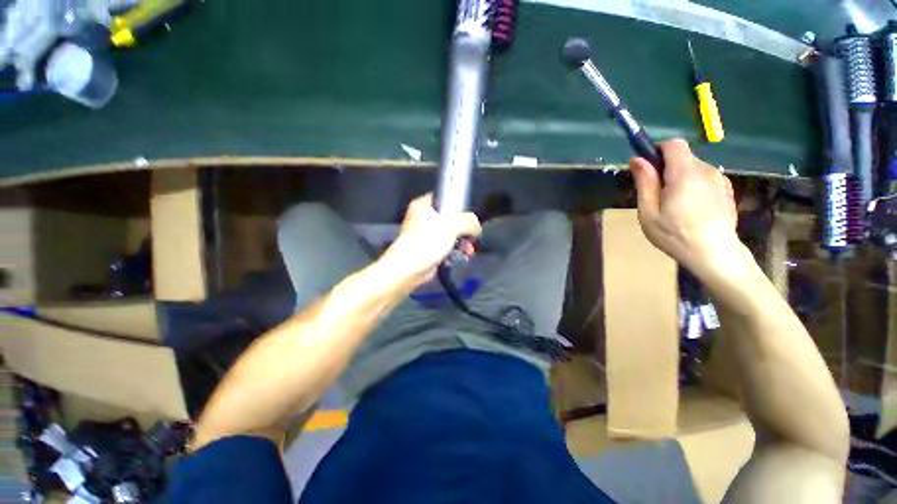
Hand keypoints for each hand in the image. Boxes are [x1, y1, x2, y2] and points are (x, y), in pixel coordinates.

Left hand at [379, 194, 481, 285]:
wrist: (409, 268)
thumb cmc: (428, 241)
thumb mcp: (452, 225)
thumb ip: (468, 221)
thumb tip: (476, 226)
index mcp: (423, 205)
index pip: (444, 197)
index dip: (458, 206)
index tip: (468, 217)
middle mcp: (423, 217)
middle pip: (450, 218)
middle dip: (463, 230)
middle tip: (471, 237)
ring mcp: (425, 234)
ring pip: (449, 234)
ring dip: (461, 242)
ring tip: (468, 250)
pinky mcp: (427, 249)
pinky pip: (445, 246)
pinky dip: (454, 251)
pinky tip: (461, 256)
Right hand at [630, 139, 739, 276]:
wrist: (715, 254)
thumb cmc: (675, 235)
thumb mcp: (649, 212)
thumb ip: (645, 183)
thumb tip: (637, 159)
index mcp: (685, 174)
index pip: (674, 144)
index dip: (658, 150)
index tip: (648, 168)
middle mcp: (706, 171)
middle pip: (683, 157)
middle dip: (667, 169)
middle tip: (657, 195)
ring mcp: (719, 179)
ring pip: (693, 168)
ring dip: (680, 178)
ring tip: (675, 205)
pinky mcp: (726, 189)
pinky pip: (705, 178)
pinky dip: (694, 185)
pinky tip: (691, 207)